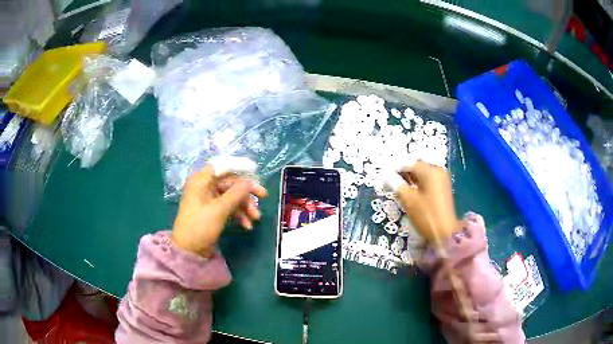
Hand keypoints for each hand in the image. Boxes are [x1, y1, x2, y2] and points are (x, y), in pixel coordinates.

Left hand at [171, 164, 267, 257]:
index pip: (223, 166)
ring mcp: (209, 200)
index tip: (256, 171)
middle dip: (246, 193)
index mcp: (201, 181)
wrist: (189, 251)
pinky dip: (239, 214)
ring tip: (255, 218)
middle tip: (264, 197)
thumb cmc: (200, 226)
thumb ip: (236, 193)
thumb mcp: (219, 209)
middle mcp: (205, 187)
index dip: (240, 167)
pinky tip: (247, 225)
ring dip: (245, 206)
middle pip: (230, 183)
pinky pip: (229, 207)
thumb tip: (250, 181)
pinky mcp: (212, 212)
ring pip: (232, 196)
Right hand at [392, 161, 459, 244]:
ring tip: (397, 187)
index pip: (408, 163)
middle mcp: (438, 170)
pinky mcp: (442, 187)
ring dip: (409, 178)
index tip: (383, 176)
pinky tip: (409, 191)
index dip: (394, 168)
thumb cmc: (426, 215)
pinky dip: (417, 183)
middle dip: (402, 172)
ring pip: (421, 173)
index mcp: (431, 170)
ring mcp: (442, 178)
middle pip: (416, 166)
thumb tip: (384, 174)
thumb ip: (395, 183)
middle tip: (389, 181)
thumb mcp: (408, 199)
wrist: (445, 233)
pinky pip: (427, 179)